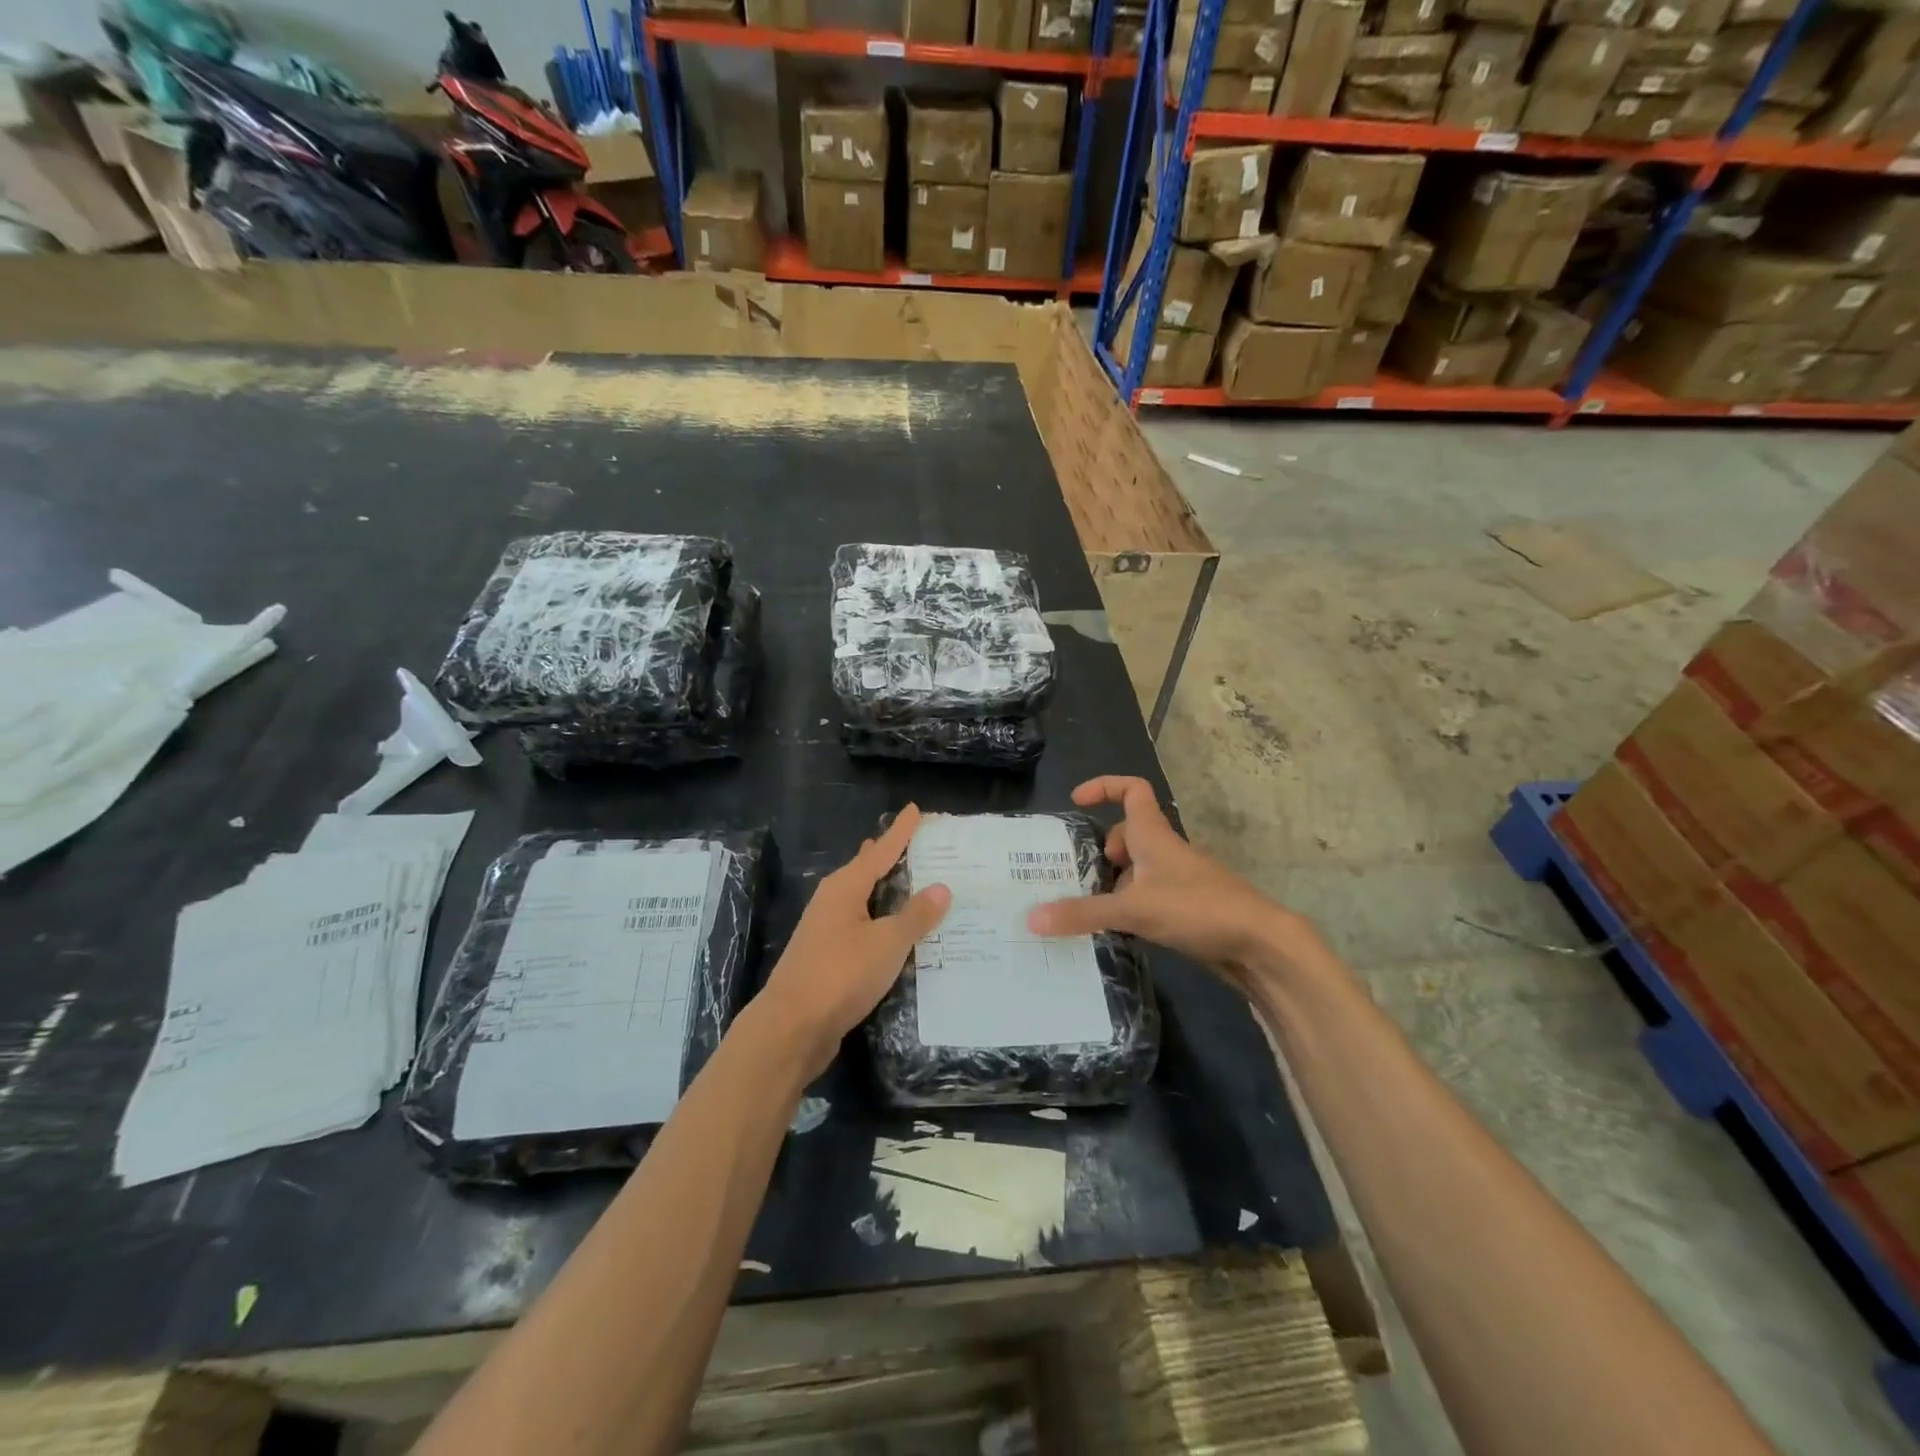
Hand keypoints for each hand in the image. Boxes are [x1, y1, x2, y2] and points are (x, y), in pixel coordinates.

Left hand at [757, 804, 950, 1078]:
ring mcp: (827, 929)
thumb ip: (915, 916)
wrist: (791, 1027)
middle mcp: (833, 901)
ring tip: (914, 881)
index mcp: (846, 887)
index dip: (901, 831)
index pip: (881, 850)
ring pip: (864, 898)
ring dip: (888, 890)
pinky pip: (863, 925)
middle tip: (921, 844)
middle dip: (892, 856)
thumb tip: (942, 887)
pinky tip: (897, 931)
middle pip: (867, 869)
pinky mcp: (828, 956)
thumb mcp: (887, 943)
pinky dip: (882, 920)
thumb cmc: (840, 974)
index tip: (916, 809)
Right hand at [1026, 777, 1314, 993]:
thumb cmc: (1197, 908)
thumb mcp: (1134, 909)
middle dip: (1104, 850)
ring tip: (1091, 909)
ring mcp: (1179, 880)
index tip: (1077, 801)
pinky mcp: (1187, 908)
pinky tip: (1118, 931)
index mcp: (1154, 835)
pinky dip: (1131, 906)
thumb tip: (1031, 918)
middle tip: (1082, 877)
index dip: (1104, 786)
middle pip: (1129, 833)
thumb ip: (1083, 913)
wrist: (1260, 943)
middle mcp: (1166, 851)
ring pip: (1138, 869)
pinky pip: (1149, 896)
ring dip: (1115, 883)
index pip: (1132, 790)